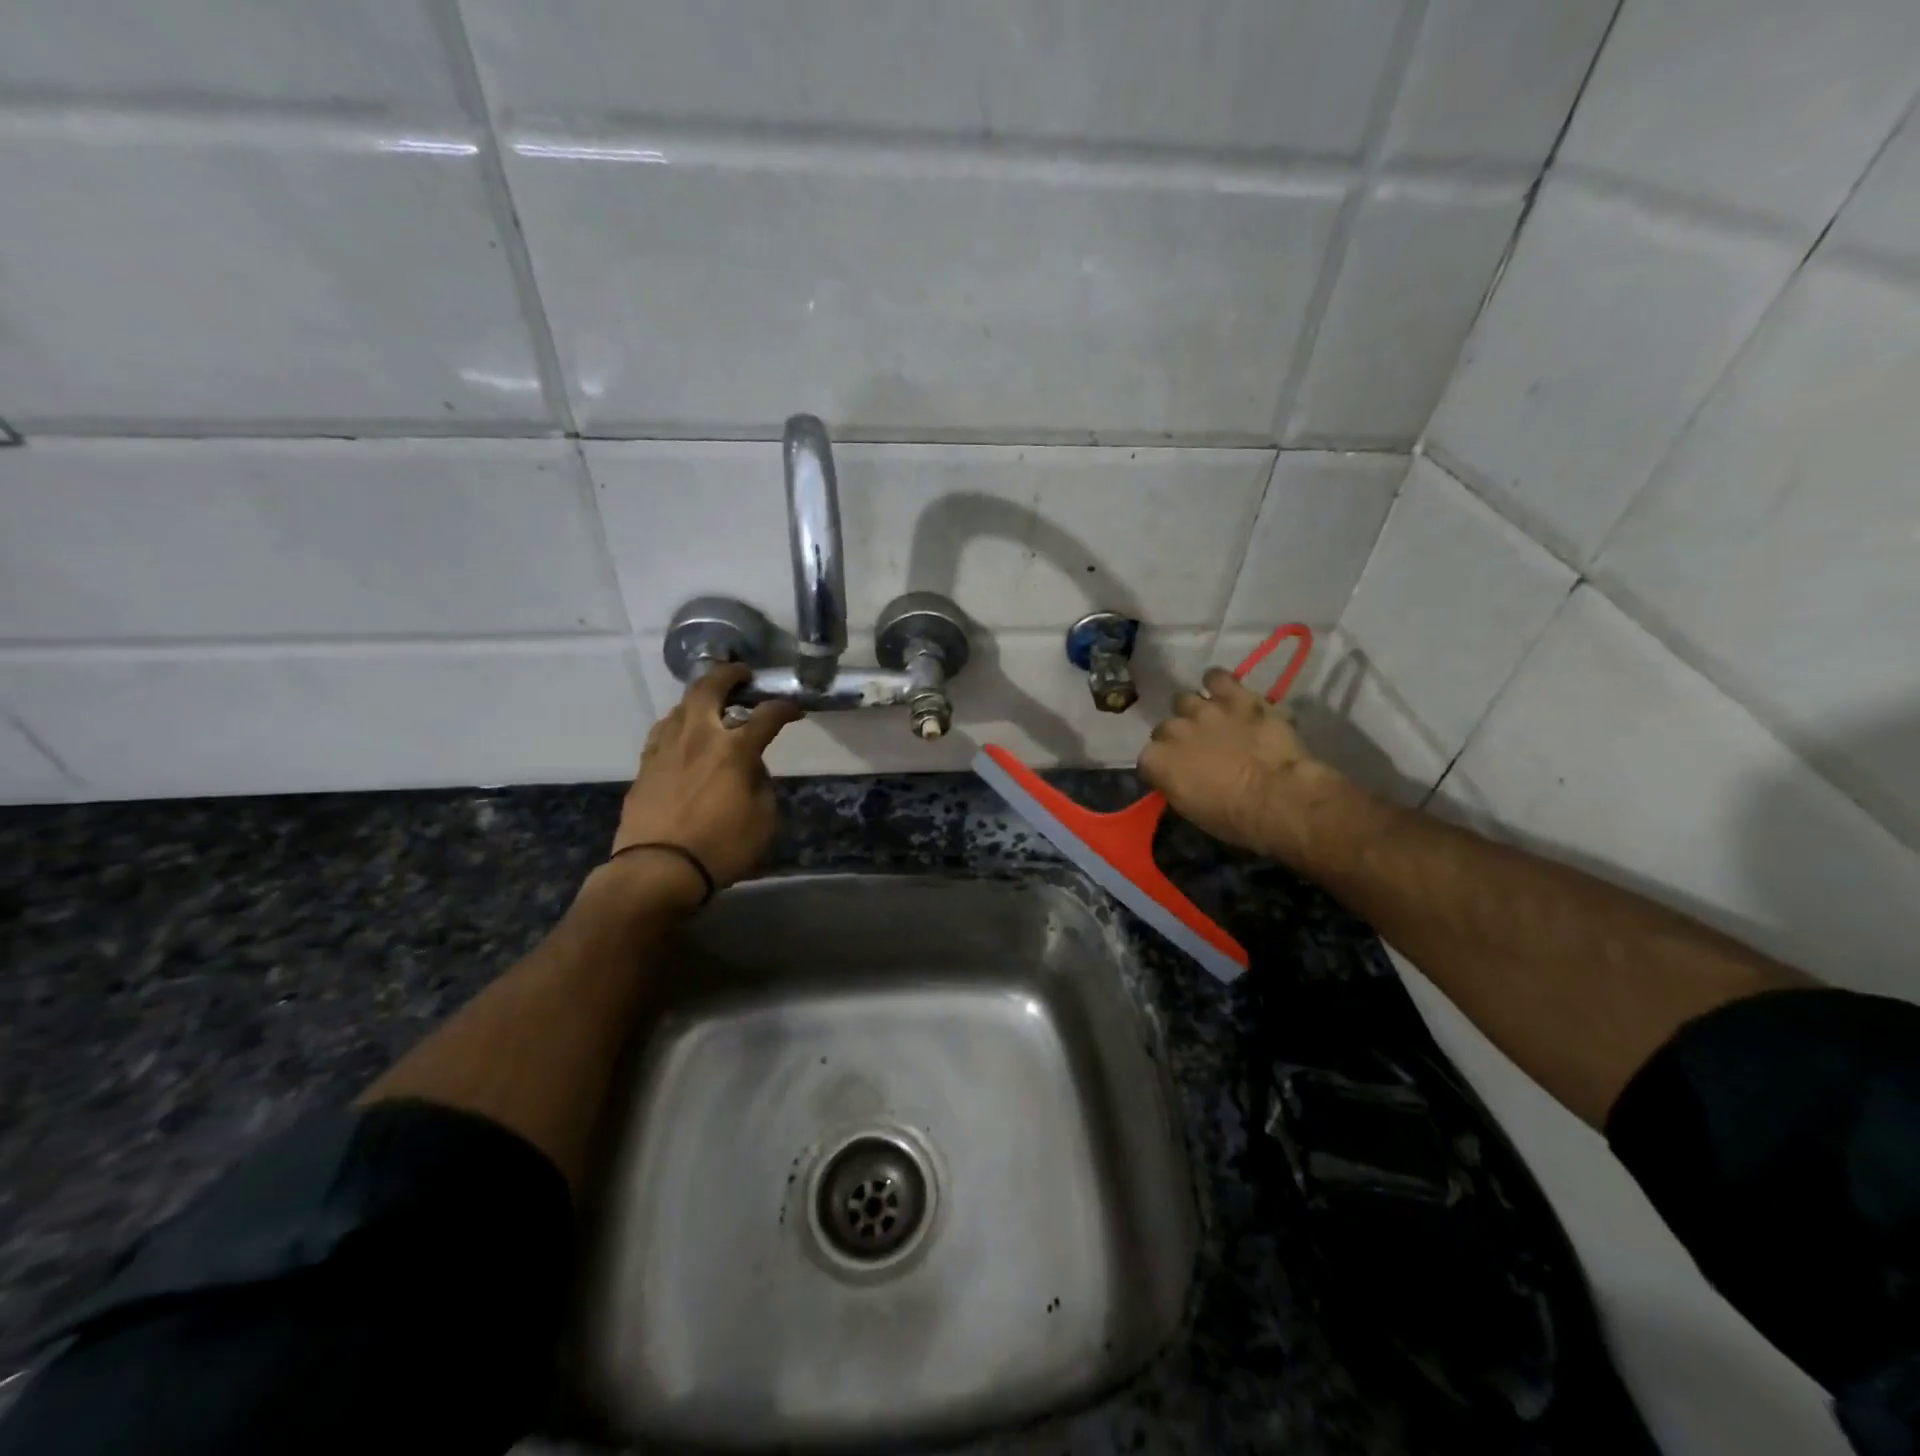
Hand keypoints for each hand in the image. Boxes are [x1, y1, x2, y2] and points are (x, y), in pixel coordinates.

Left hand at [610, 664, 802, 892]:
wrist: (657, 870)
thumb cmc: (720, 848)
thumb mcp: (763, 821)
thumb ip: (761, 786)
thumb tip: (752, 769)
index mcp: (733, 750)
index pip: (766, 716)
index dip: (784, 708)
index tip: (794, 709)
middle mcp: (698, 737)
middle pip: (709, 688)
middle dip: (729, 674)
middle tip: (741, 673)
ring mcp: (666, 748)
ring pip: (681, 706)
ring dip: (700, 698)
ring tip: (711, 705)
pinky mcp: (645, 765)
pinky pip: (663, 731)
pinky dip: (679, 724)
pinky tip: (682, 734)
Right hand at [1137, 668, 1345, 862]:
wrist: (1277, 798)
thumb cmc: (1233, 817)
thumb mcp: (1191, 810)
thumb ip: (1177, 784)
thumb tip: (1181, 777)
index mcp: (1156, 761)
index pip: (1148, 759)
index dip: (1164, 766)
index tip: (1177, 774)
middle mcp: (1172, 730)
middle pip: (1166, 727)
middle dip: (1179, 737)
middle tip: (1199, 750)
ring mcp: (1204, 710)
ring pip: (1186, 699)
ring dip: (1196, 711)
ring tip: (1212, 720)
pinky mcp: (1236, 698)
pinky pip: (1218, 677)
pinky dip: (1219, 683)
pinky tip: (1225, 691)